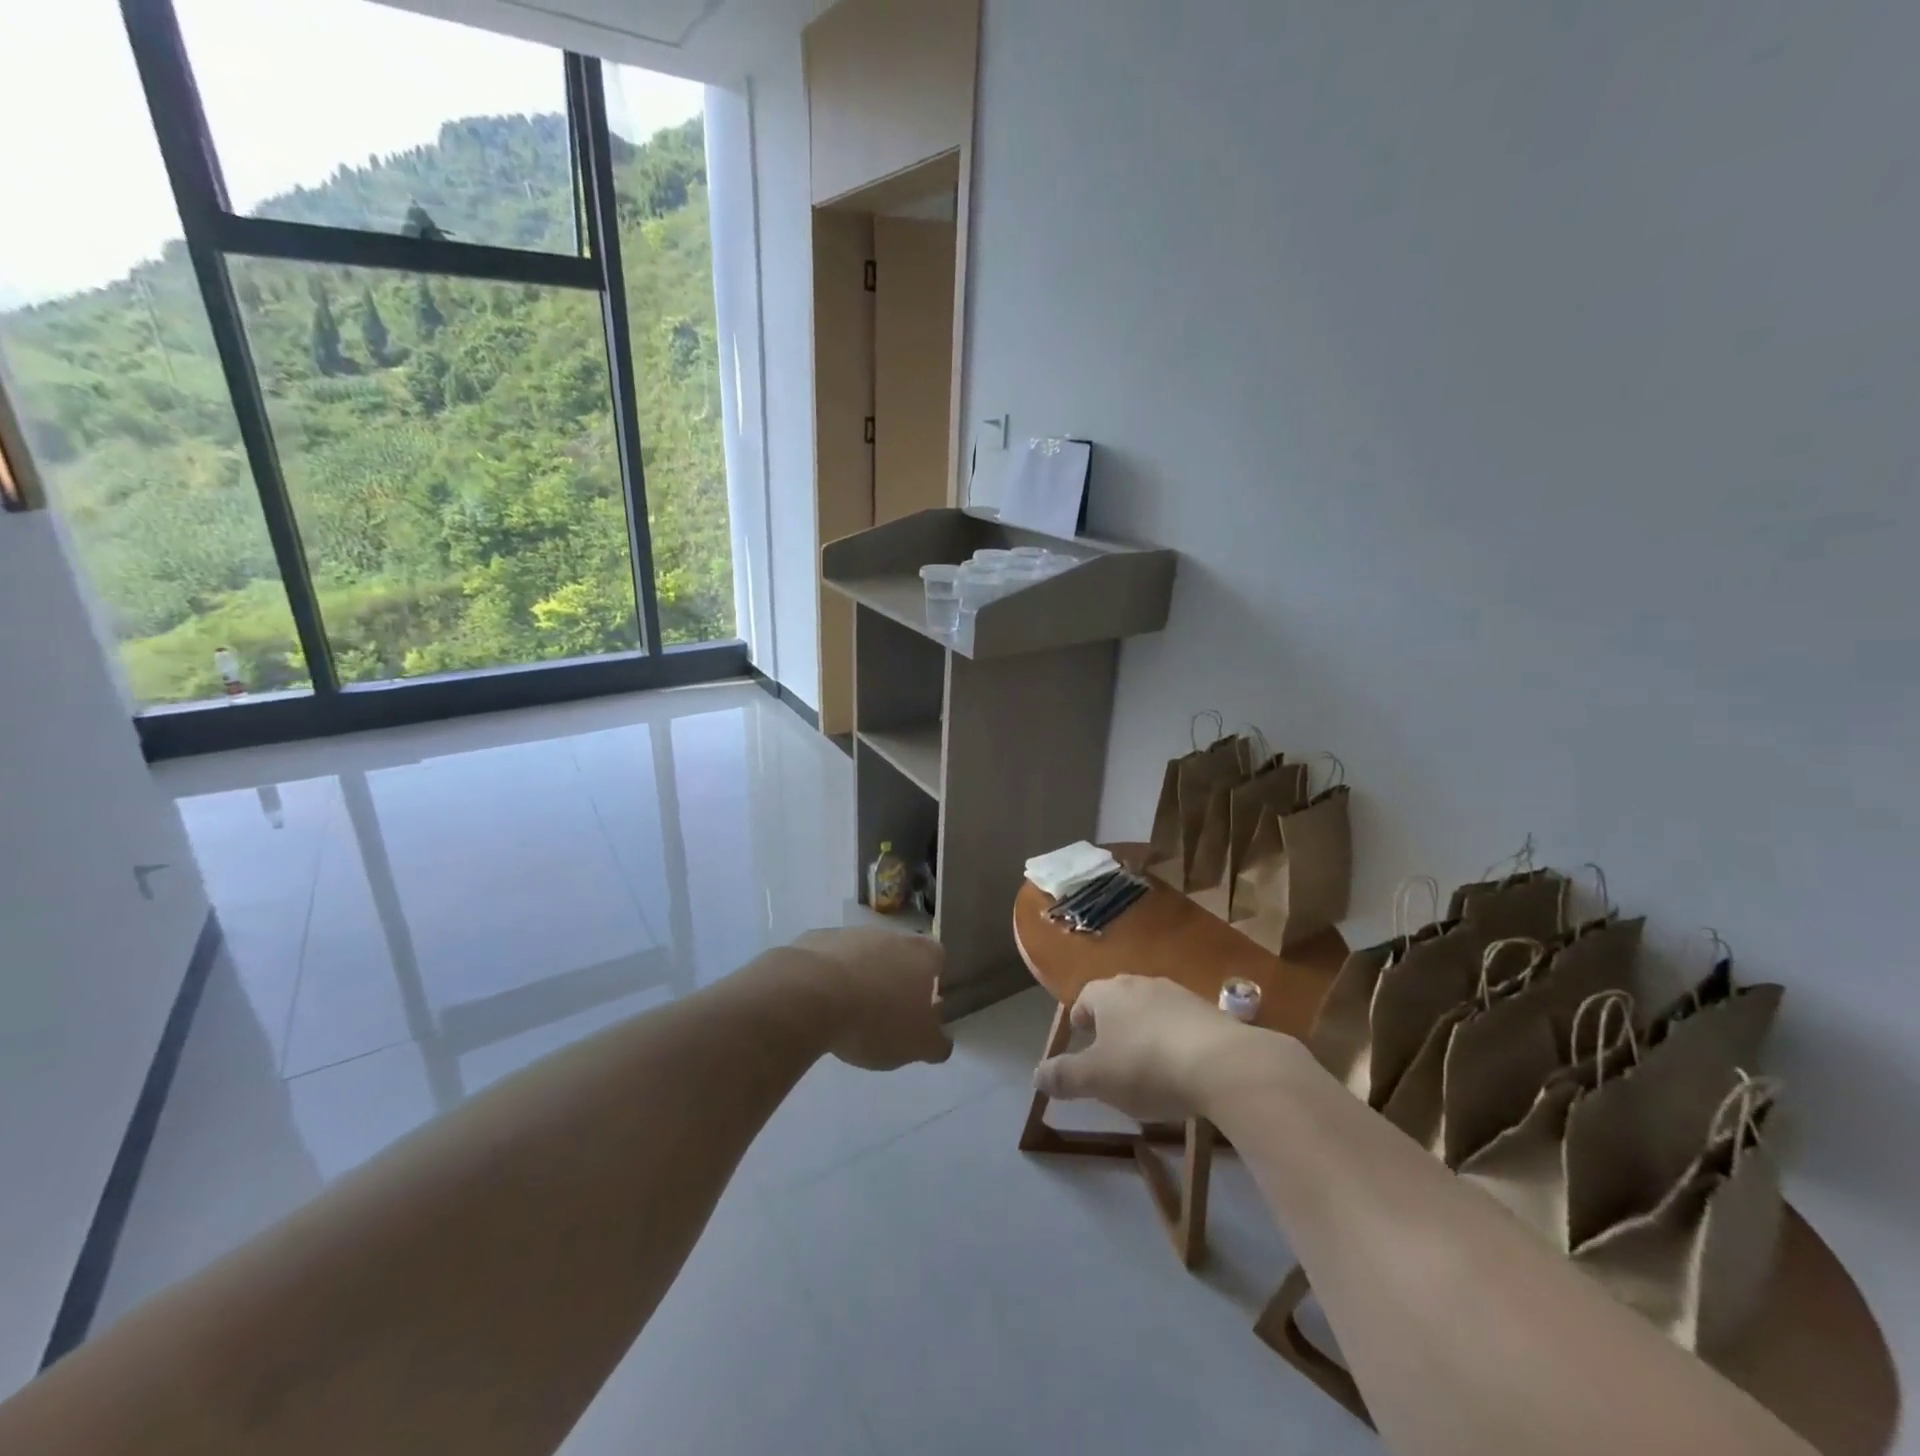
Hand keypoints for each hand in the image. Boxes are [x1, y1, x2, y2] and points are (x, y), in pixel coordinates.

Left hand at [790, 928, 953, 1070]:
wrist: (809, 995)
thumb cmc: (875, 1020)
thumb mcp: (915, 1046)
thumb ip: (935, 1044)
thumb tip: (941, 1042)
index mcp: (922, 955)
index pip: (937, 959)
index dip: (931, 981)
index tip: (921, 1006)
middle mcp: (891, 935)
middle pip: (900, 953)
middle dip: (894, 977)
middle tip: (885, 1011)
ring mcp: (852, 933)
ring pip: (863, 953)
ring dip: (861, 975)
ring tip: (848, 1011)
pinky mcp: (817, 938)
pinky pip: (830, 958)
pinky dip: (829, 976)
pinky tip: (819, 1002)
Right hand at [1034, 976, 1274, 1121]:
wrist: (1224, 1064)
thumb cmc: (1146, 1066)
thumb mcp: (1096, 1079)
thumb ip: (1063, 1076)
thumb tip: (1036, 1075)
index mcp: (1109, 993)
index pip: (1085, 997)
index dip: (1080, 1018)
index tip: (1080, 1038)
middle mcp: (1141, 984)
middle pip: (1118, 999)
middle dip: (1111, 1023)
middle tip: (1109, 1052)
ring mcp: (1179, 994)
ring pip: (1151, 1009)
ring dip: (1144, 1031)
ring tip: (1146, 1064)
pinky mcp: (1210, 1012)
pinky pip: (1181, 1023)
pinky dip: (1173, 1040)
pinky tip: (1180, 1068)